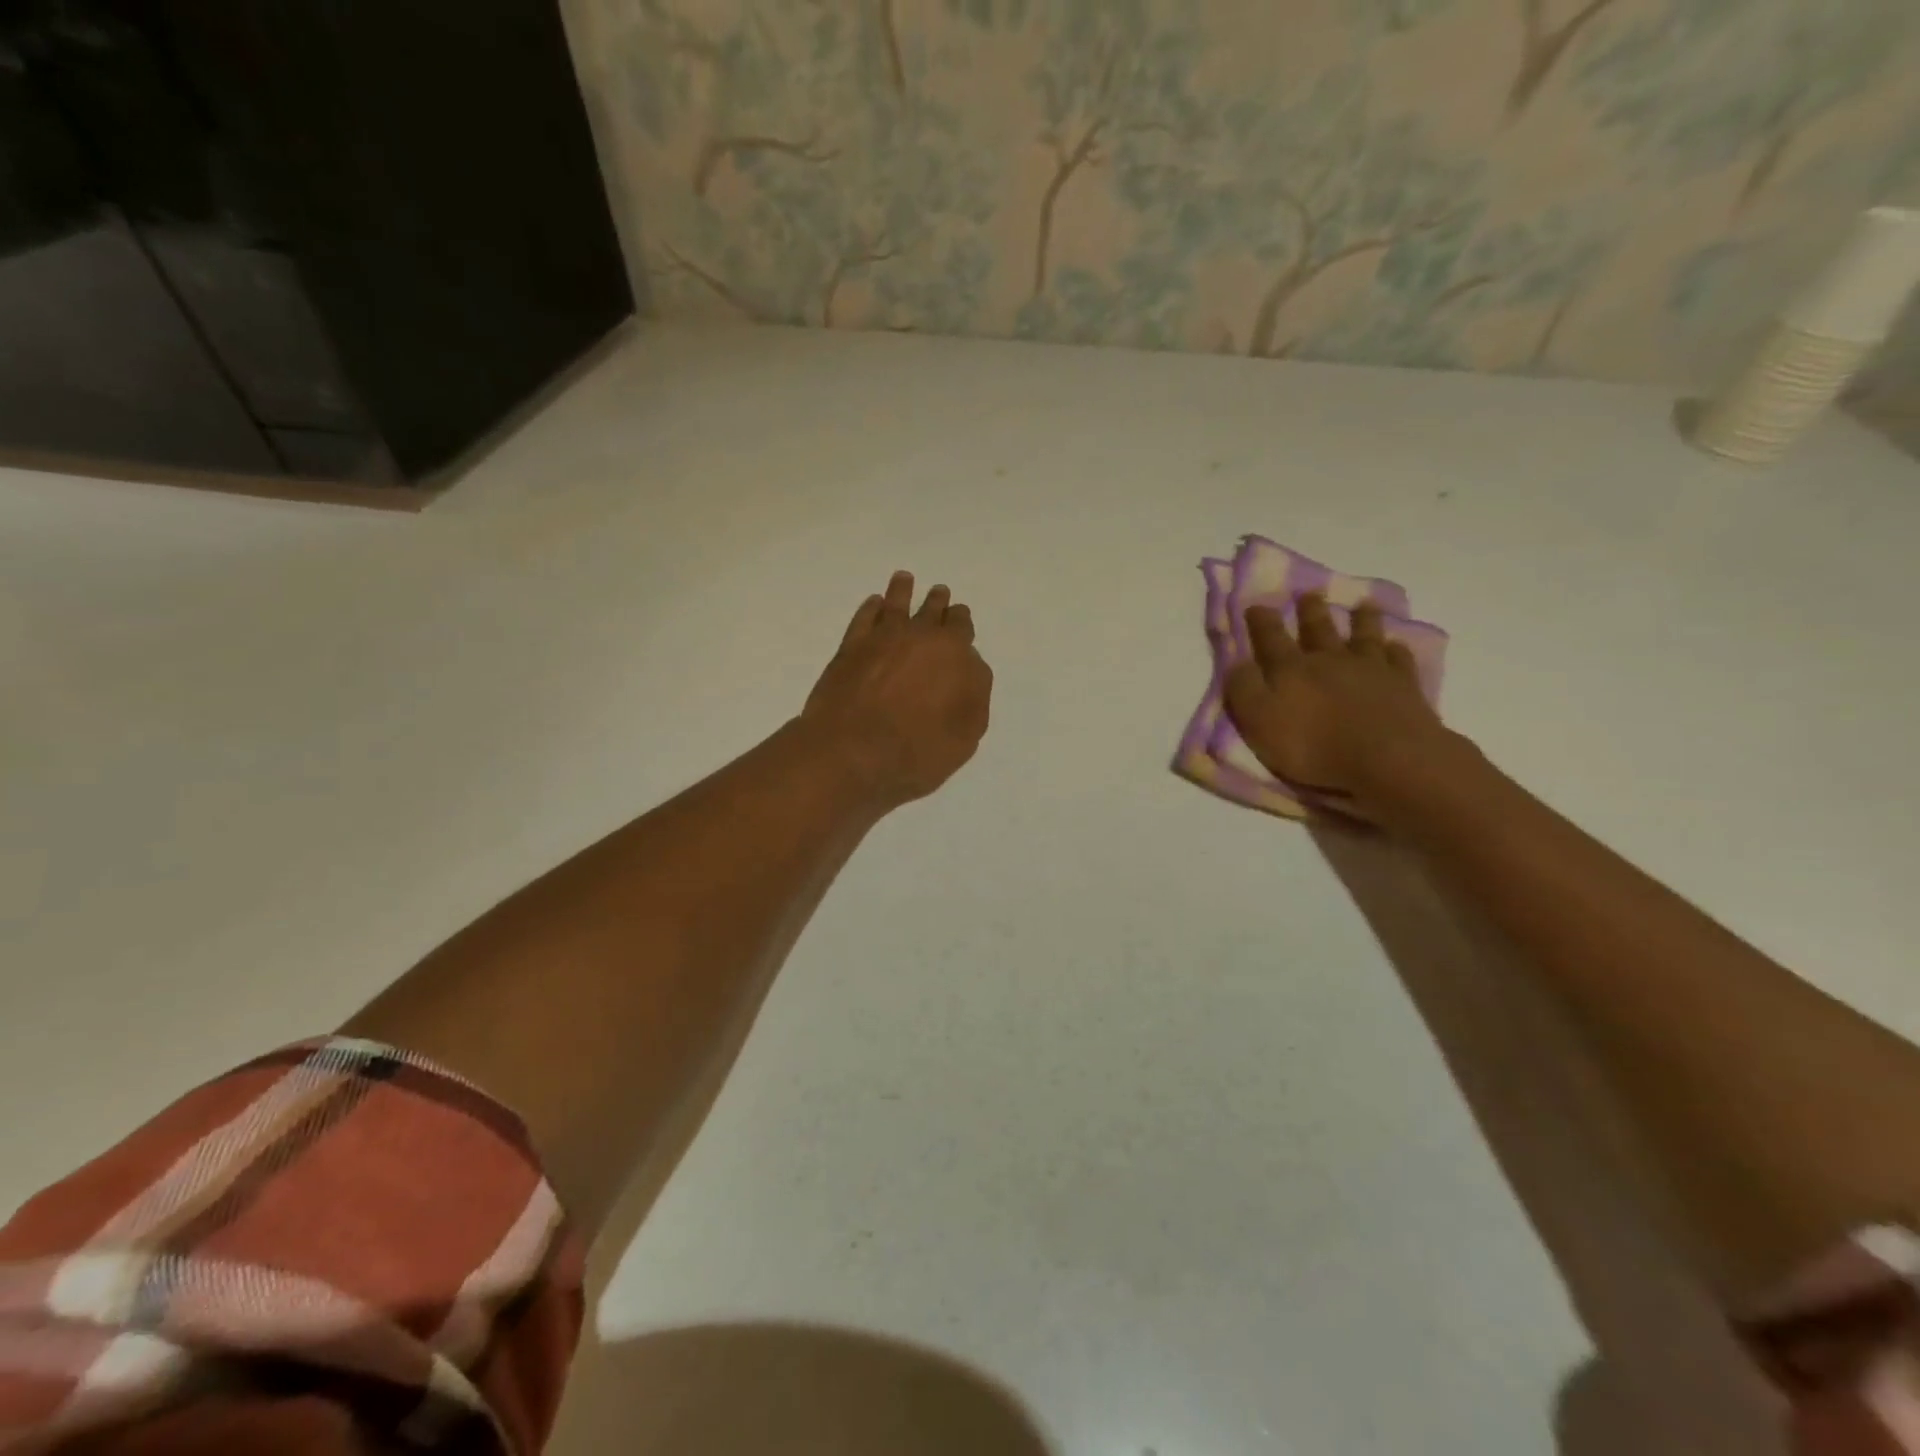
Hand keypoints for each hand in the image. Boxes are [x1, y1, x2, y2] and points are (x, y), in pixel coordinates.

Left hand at [802, 570, 993, 807]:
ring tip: (904, 579)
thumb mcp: (966, 735)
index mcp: (954, 653)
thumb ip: (973, 696)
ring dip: (903, 591)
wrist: (852, 753)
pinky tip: (873, 604)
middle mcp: (920, 635)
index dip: (962, 622)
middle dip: (938, 603)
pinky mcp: (850, 647)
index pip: (962, 627)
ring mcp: (881, 638)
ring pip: (897, 603)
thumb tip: (968, 669)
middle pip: (932, 611)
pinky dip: (871, 607)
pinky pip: (864, 617)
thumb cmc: (918, 751)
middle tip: (940, 594)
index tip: (961, 618)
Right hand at [1223, 593, 1453, 819]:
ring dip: (1360, 619)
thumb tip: (1236, 661)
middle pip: (1318, 629)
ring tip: (1362, 604)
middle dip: (1310, 611)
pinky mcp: (1403, 685)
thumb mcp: (1259, 721)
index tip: (1256, 605)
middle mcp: (1329, 660)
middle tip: (1309, 593)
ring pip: (1363, 635)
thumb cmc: (1313, 745)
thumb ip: (1244, 689)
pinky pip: (1399, 659)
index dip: (1261, 622)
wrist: (1387, 758)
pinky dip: (1396, 649)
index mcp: (1291, 669)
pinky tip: (1395, 644)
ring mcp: (1370, 669)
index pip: (1270, 638)